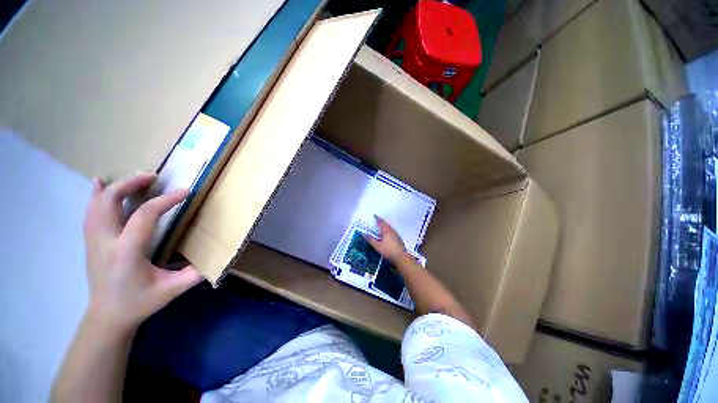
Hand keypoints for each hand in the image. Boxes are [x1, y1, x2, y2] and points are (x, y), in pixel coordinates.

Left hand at [83, 173, 201, 334]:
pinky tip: (99, 184)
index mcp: (127, 252)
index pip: (145, 215)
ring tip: (136, 178)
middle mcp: (106, 241)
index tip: (186, 191)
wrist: (107, 317)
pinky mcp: (90, 242)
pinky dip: (96, 195)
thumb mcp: (172, 290)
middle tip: (154, 176)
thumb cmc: (139, 303)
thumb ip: (196, 273)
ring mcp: (94, 241)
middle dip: (132, 183)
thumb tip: (217, 257)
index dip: (167, 200)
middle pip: (111, 201)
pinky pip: (90, 212)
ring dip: (116, 186)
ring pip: (97, 204)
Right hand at [365, 216, 408, 261]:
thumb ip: (371, 240)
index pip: (381, 222)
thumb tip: (364, 234)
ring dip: (386, 225)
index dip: (377, 219)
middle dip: (382, 221)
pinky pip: (393, 231)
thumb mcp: (377, 246)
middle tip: (378, 219)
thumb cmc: (388, 251)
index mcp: (386, 231)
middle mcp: (392, 231)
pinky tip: (388, 234)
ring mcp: (396, 235)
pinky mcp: (399, 239)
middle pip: (386, 224)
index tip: (375, 215)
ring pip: (390, 227)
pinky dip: (389, 230)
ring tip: (383, 225)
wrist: (401, 257)